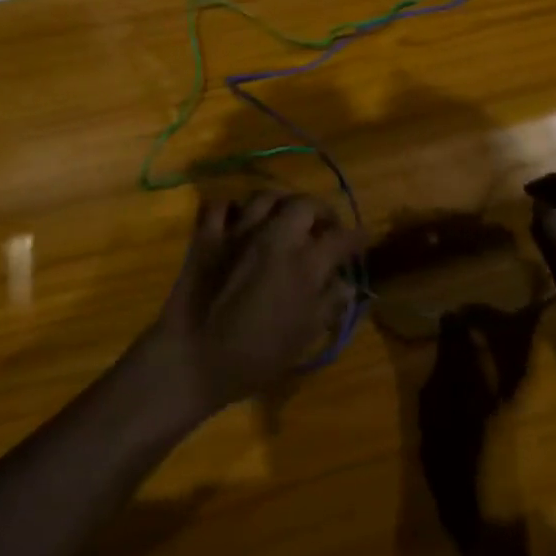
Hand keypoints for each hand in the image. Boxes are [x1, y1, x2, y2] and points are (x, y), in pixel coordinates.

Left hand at [149, 192, 358, 420]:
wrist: (194, 358)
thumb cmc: (255, 357)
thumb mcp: (303, 337)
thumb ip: (328, 304)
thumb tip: (346, 285)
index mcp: (304, 264)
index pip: (341, 238)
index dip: (356, 238)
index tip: (361, 241)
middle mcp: (275, 236)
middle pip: (306, 204)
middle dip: (321, 212)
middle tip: (324, 227)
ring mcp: (238, 230)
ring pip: (266, 196)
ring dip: (281, 204)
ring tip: (284, 218)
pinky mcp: (208, 234)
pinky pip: (221, 206)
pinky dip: (232, 208)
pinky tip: (238, 220)